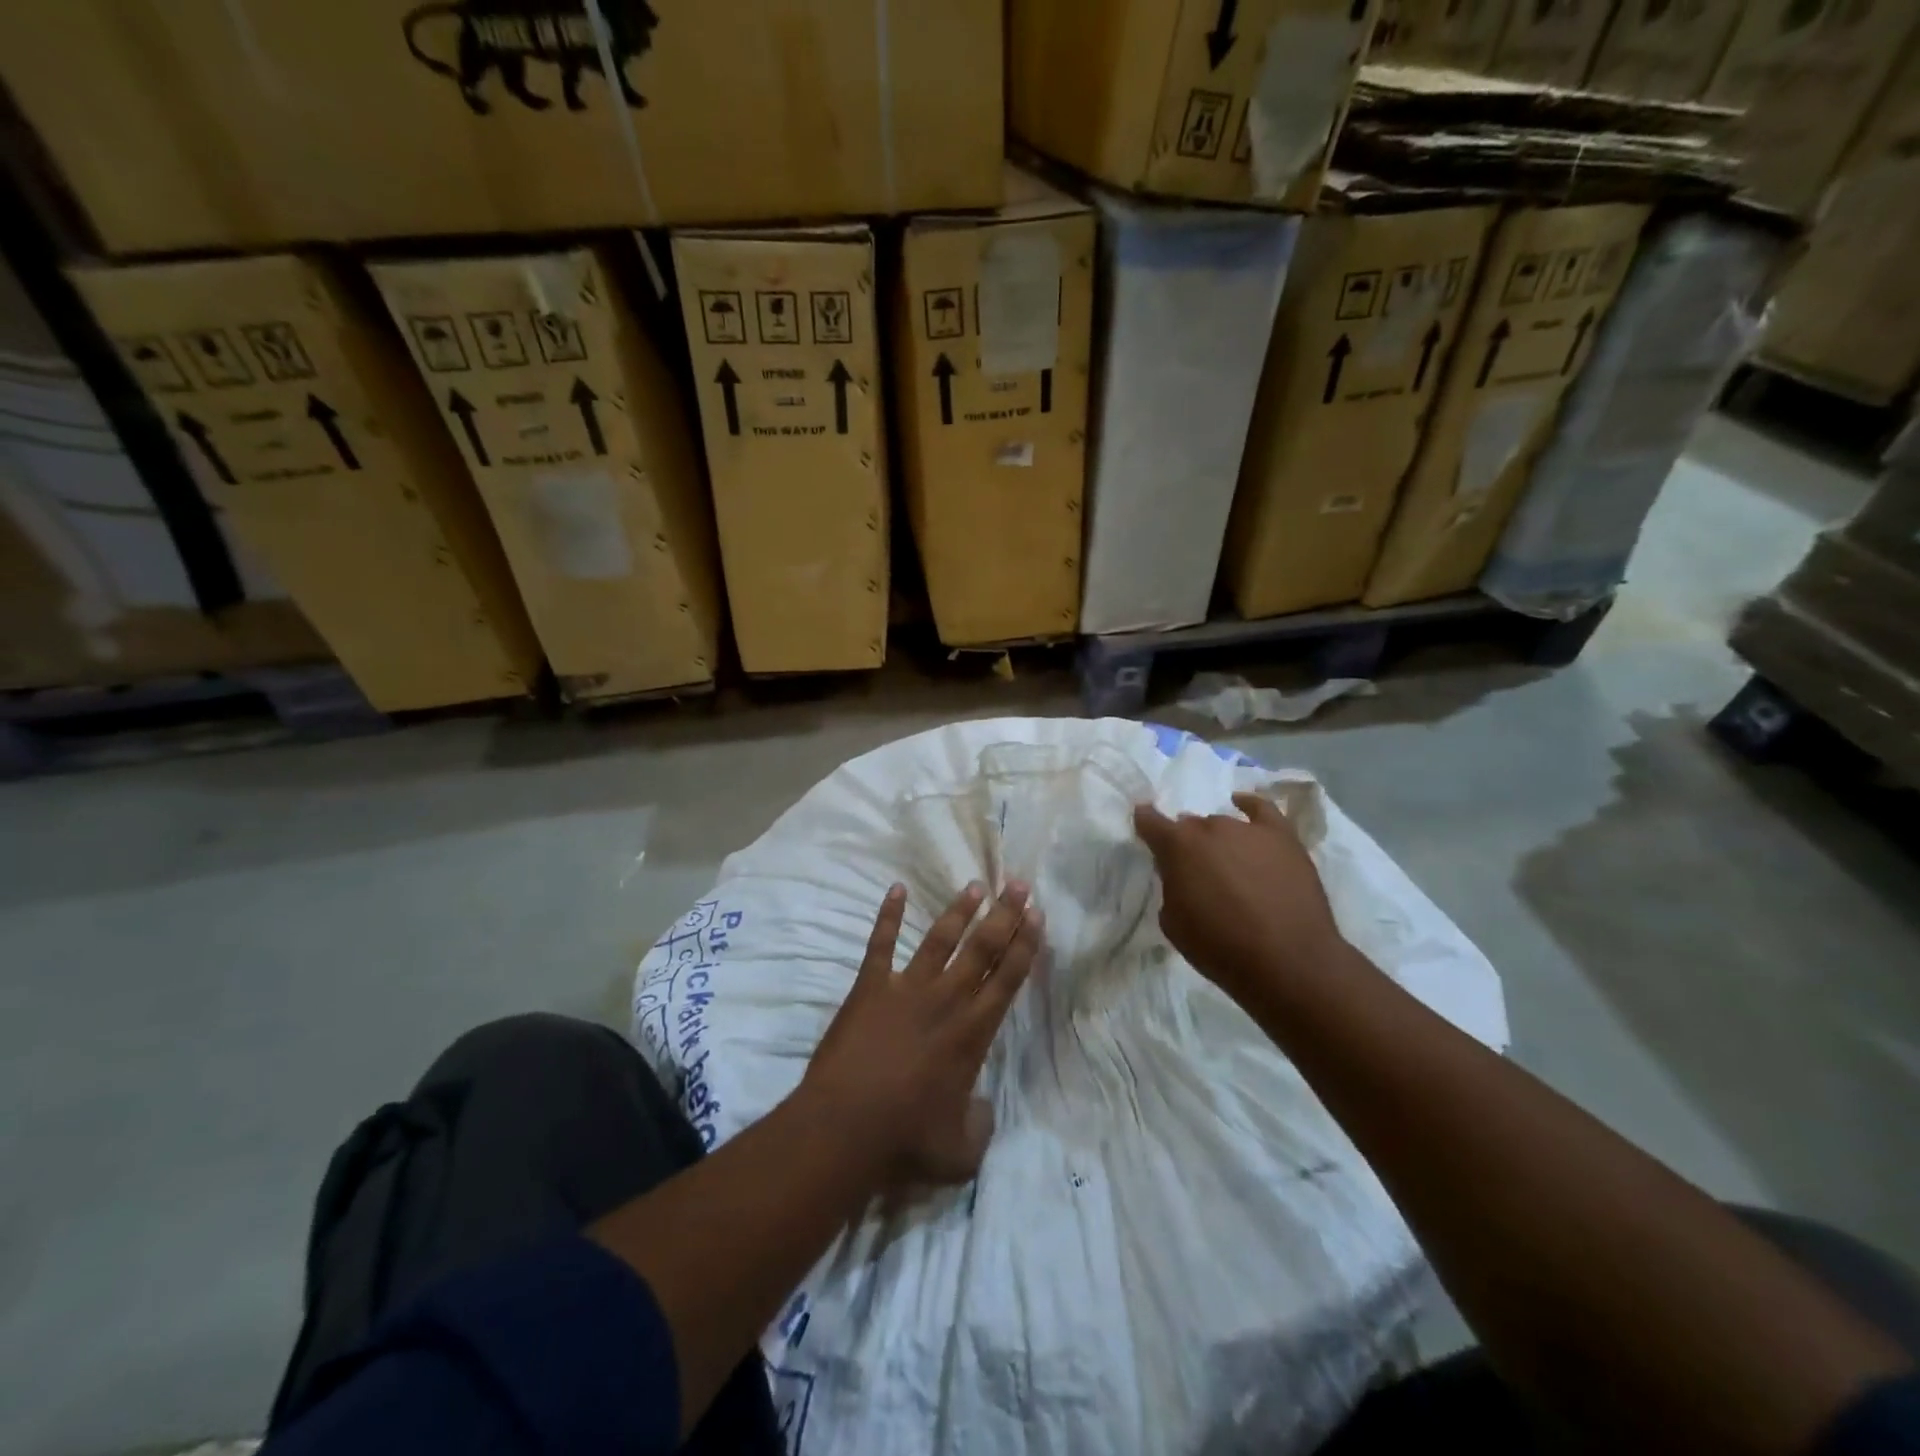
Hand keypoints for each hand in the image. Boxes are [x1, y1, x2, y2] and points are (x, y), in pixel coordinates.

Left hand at [800, 880, 1042, 1186]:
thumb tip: (983, 1110)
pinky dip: (887, 915)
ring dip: (959, 911)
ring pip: (939, 939)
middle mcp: (945, 1001)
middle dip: (1004, 915)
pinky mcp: (869, 987)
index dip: (1025, 945)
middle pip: (982, 948)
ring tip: (976, 885)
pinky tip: (896, 889)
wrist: (844, 1128)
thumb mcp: (960, 1153)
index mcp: (972, 1034)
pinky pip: (880, 944)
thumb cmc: (904, 1142)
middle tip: (1018, 884)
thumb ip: (980, 1128)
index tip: (1036, 915)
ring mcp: (905, 989)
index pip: (1007, 979)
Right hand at [1134, 792, 1344, 1005]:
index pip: (1150, 821)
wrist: (1288, 962)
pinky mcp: (1283, 837)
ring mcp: (1248, 829)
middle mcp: (1210, 827)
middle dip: (1186, 843)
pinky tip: (1242, 805)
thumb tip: (1181, 875)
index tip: (1143, 827)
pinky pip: (1262, 809)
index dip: (1145, 823)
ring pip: (1222, 823)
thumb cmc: (1221, 948)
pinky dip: (1249, 805)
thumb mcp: (1173, 923)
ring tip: (1225, 862)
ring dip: (1217, 839)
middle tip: (1193, 870)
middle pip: (1190, 825)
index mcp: (1177, 846)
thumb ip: (1171, 888)